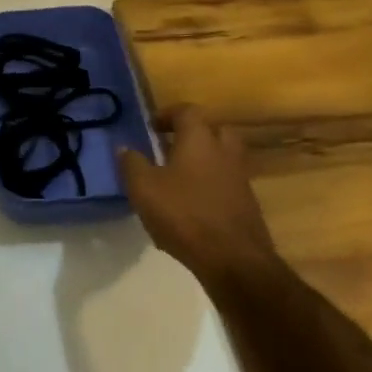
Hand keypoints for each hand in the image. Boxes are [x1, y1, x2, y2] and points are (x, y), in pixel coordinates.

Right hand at [119, 106, 279, 289]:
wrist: (234, 260)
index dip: (168, 114)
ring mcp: (240, 178)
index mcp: (200, 140)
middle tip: (171, 147)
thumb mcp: (144, 189)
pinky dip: (211, 186)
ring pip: (223, 158)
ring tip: (179, 178)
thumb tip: (124, 148)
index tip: (152, 127)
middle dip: (193, 134)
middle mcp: (225, 152)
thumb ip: (132, 164)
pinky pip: (227, 183)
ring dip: (203, 161)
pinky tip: (192, 206)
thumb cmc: (184, 215)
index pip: (187, 111)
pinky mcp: (247, 204)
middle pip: (214, 130)